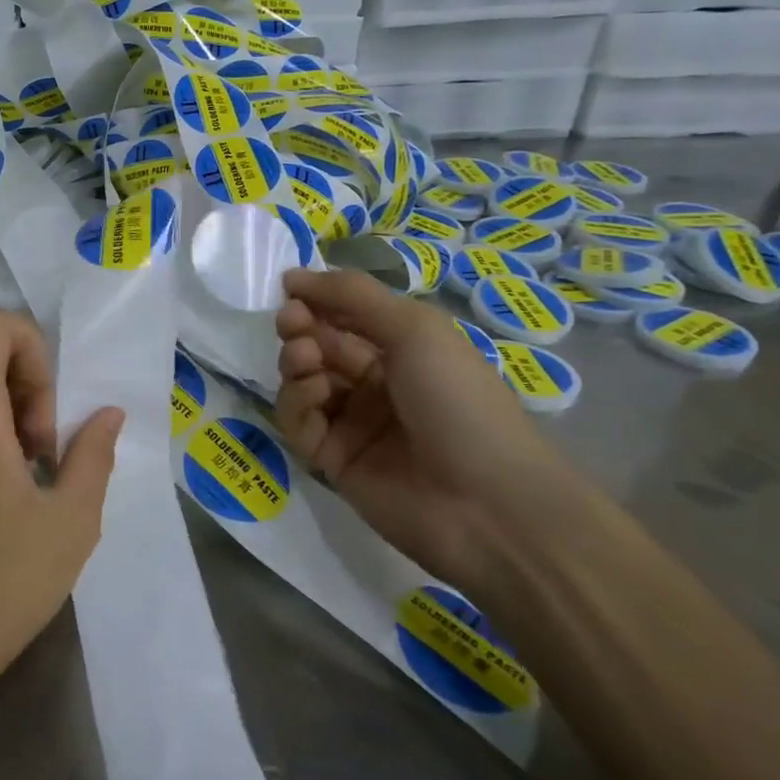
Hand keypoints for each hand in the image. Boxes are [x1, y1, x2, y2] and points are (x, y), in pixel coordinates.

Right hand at [275, 268, 587, 596]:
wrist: (489, 505)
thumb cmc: (460, 401)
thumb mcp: (416, 329)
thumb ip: (354, 296)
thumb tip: (293, 274)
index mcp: (403, 351)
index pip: (346, 317)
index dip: (317, 301)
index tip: (290, 290)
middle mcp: (376, 384)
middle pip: (319, 346)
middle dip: (300, 329)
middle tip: (291, 324)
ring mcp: (353, 423)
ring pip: (303, 382)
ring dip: (296, 363)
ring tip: (306, 360)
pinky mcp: (333, 460)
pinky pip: (299, 422)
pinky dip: (296, 403)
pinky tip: (313, 396)